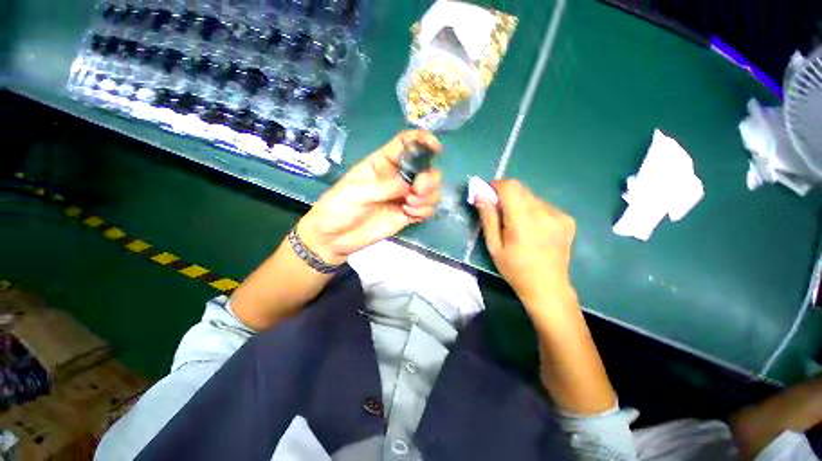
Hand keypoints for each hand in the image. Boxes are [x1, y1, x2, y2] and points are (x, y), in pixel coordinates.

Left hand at [297, 130, 442, 264]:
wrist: (335, 237)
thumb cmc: (338, 207)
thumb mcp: (355, 192)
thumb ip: (384, 186)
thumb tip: (409, 185)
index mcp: (382, 163)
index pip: (405, 144)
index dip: (422, 141)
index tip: (436, 147)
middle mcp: (397, 178)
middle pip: (425, 169)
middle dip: (429, 178)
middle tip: (418, 190)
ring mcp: (404, 197)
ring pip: (430, 190)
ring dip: (427, 197)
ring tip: (409, 206)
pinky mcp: (407, 214)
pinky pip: (426, 209)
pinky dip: (424, 210)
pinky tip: (409, 214)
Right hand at [474, 179, 575, 303]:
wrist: (548, 287)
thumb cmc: (515, 269)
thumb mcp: (494, 246)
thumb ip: (488, 218)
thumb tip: (480, 196)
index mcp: (524, 221)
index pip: (510, 187)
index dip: (496, 185)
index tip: (487, 194)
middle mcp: (545, 213)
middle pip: (521, 189)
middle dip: (505, 194)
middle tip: (498, 210)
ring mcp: (559, 215)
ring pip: (532, 196)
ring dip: (519, 203)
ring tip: (516, 223)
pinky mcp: (567, 219)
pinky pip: (543, 205)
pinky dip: (532, 210)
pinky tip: (532, 227)